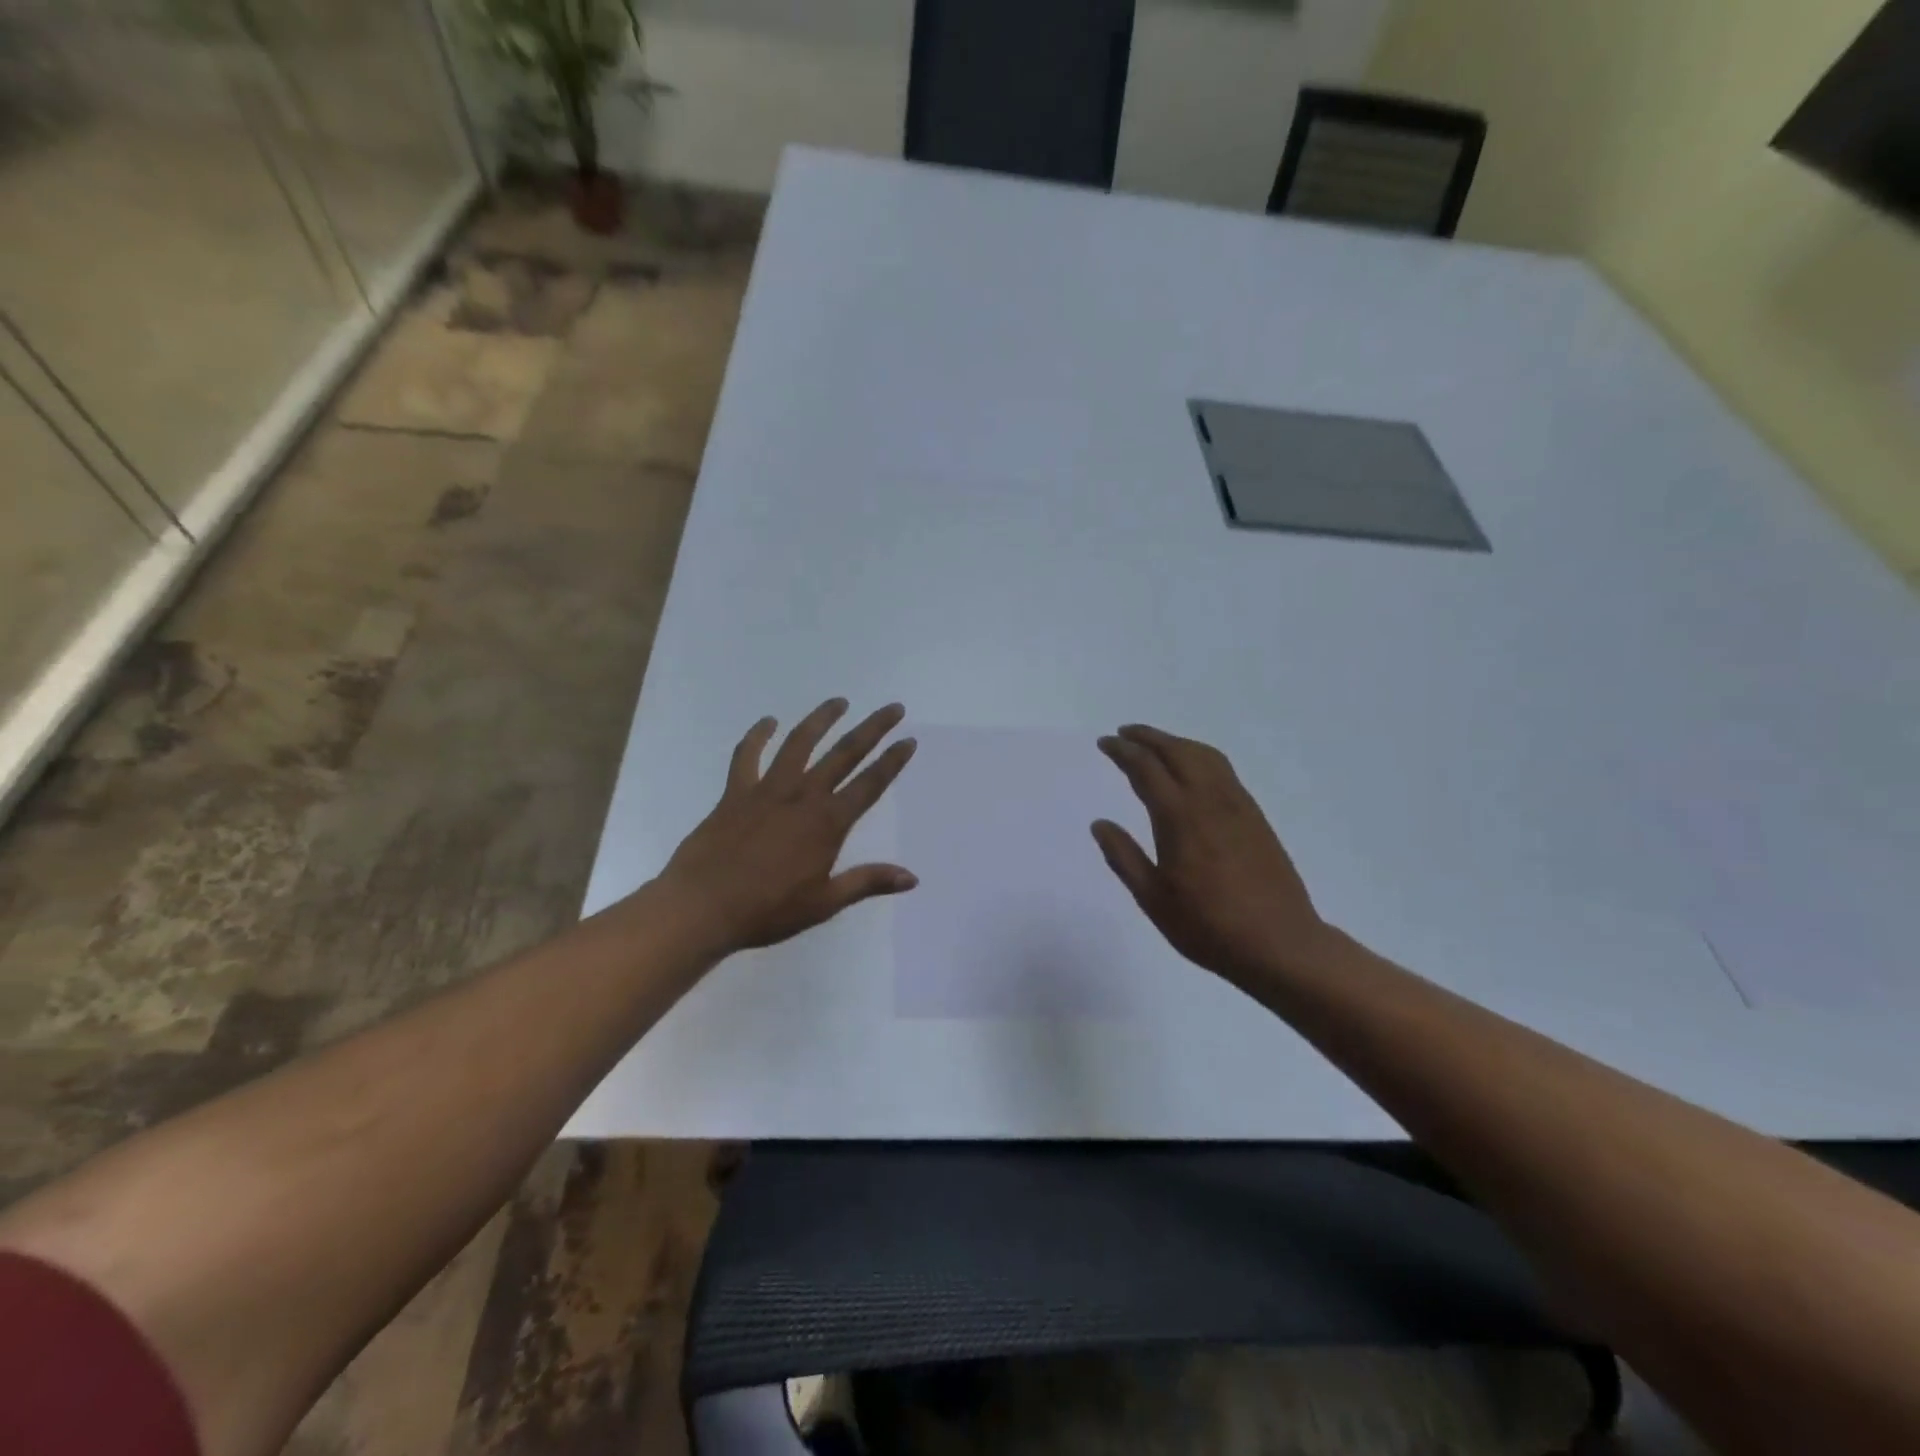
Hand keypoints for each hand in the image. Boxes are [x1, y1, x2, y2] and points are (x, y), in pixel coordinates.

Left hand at [659, 699, 918, 955]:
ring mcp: (767, 790)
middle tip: (892, 708)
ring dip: (821, 719)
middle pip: (844, 754)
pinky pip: (747, 756)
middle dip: (872, 729)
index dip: (892, 761)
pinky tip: (767, 722)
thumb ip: (868, 882)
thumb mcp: (825, 902)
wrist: (702, 906)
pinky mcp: (735, 792)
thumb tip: (912, 877)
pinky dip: (757, 736)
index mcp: (827, 823)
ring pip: (799, 744)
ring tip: (839, 702)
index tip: (908, 740)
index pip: (869, 784)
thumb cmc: (768, 909)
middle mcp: (802, 796)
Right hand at [1093, 724, 1328, 986]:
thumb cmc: (1208, 926)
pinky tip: (1193, 769)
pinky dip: (1199, 756)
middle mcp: (1209, 800)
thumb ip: (1124, 857)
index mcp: (1179, 818)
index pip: (1146, 769)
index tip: (1106, 742)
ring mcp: (1237, 805)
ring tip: (1155, 744)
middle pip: (1176, 752)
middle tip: (1124, 733)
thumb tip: (1100, 824)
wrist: (1280, 944)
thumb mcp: (1154, 899)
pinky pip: (1223, 770)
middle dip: (1148, 737)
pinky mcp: (1255, 816)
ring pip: (1204, 755)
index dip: (1123, 751)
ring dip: (1175, 742)